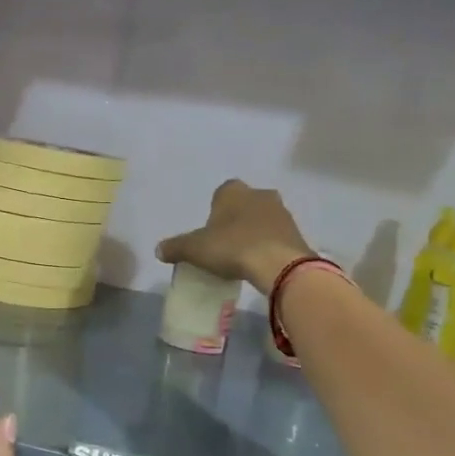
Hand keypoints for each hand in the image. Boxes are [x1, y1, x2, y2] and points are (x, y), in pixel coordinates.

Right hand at [157, 179, 313, 293]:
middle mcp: (260, 194)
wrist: (278, 265)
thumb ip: (175, 247)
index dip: (214, 211)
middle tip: (224, 244)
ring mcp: (282, 212)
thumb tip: (158, 250)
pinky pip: (276, 236)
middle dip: (235, 220)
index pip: (221, 193)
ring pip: (262, 219)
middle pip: (243, 205)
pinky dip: (268, 246)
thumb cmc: (232, 247)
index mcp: (233, 191)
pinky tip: (259, 264)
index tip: (209, 232)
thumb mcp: (194, 249)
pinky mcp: (296, 232)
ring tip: (242, 257)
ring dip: (253, 232)